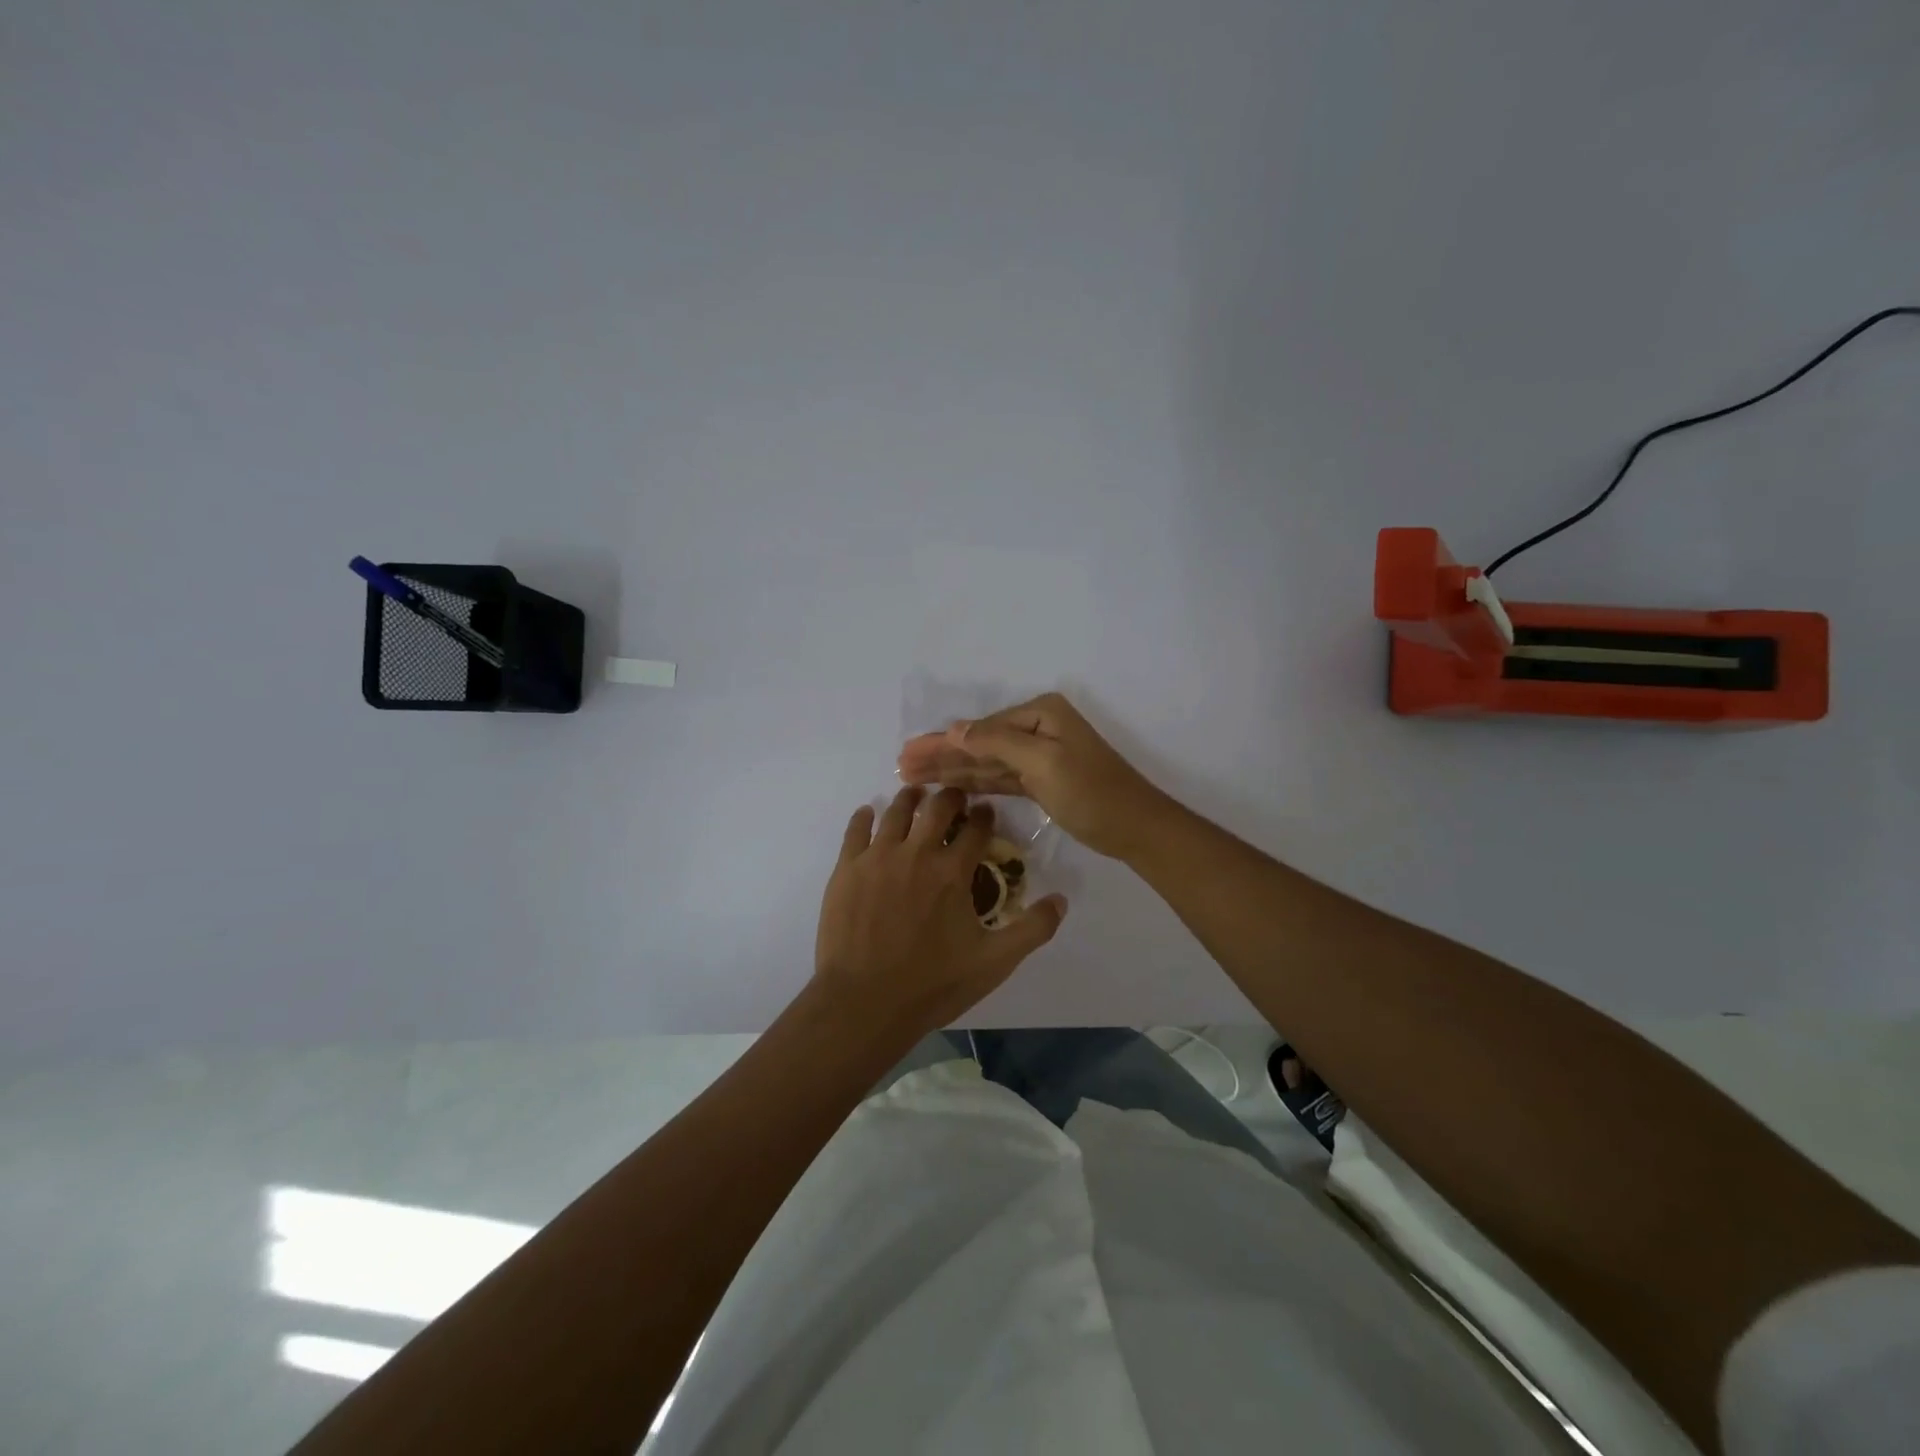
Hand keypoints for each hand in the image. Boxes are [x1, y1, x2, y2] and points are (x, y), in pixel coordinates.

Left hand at [815, 786, 1066, 1034]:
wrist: (864, 1002)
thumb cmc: (932, 984)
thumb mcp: (994, 963)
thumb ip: (1032, 929)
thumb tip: (1061, 900)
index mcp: (952, 872)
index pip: (976, 829)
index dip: (984, 816)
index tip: (986, 811)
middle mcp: (916, 853)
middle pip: (937, 808)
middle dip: (950, 797)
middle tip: (954, 795)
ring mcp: (877, 857)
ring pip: (896, 812)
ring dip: (910, 798)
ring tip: (915, 793)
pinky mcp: (847, 869)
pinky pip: (856, 830)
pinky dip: (865, 816)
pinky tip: (869, 812)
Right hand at [896, 693, 1171, 860]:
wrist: (1135, 828)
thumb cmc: (1091, 791)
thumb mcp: (1043, 762)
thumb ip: (997, 742)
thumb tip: (955, 729)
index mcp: (1040, 714)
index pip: (980, 728)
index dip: (941, 742)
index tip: (905, 753)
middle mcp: (1037, 729)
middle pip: (978, 743)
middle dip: (940, 755)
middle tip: (900, 766)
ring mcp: (1039, 755)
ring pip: (985, 763)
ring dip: (951, 770)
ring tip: (912, 777)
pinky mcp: (1040, 781)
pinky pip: (999, 778)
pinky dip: (974, 783)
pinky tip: (949, 787)